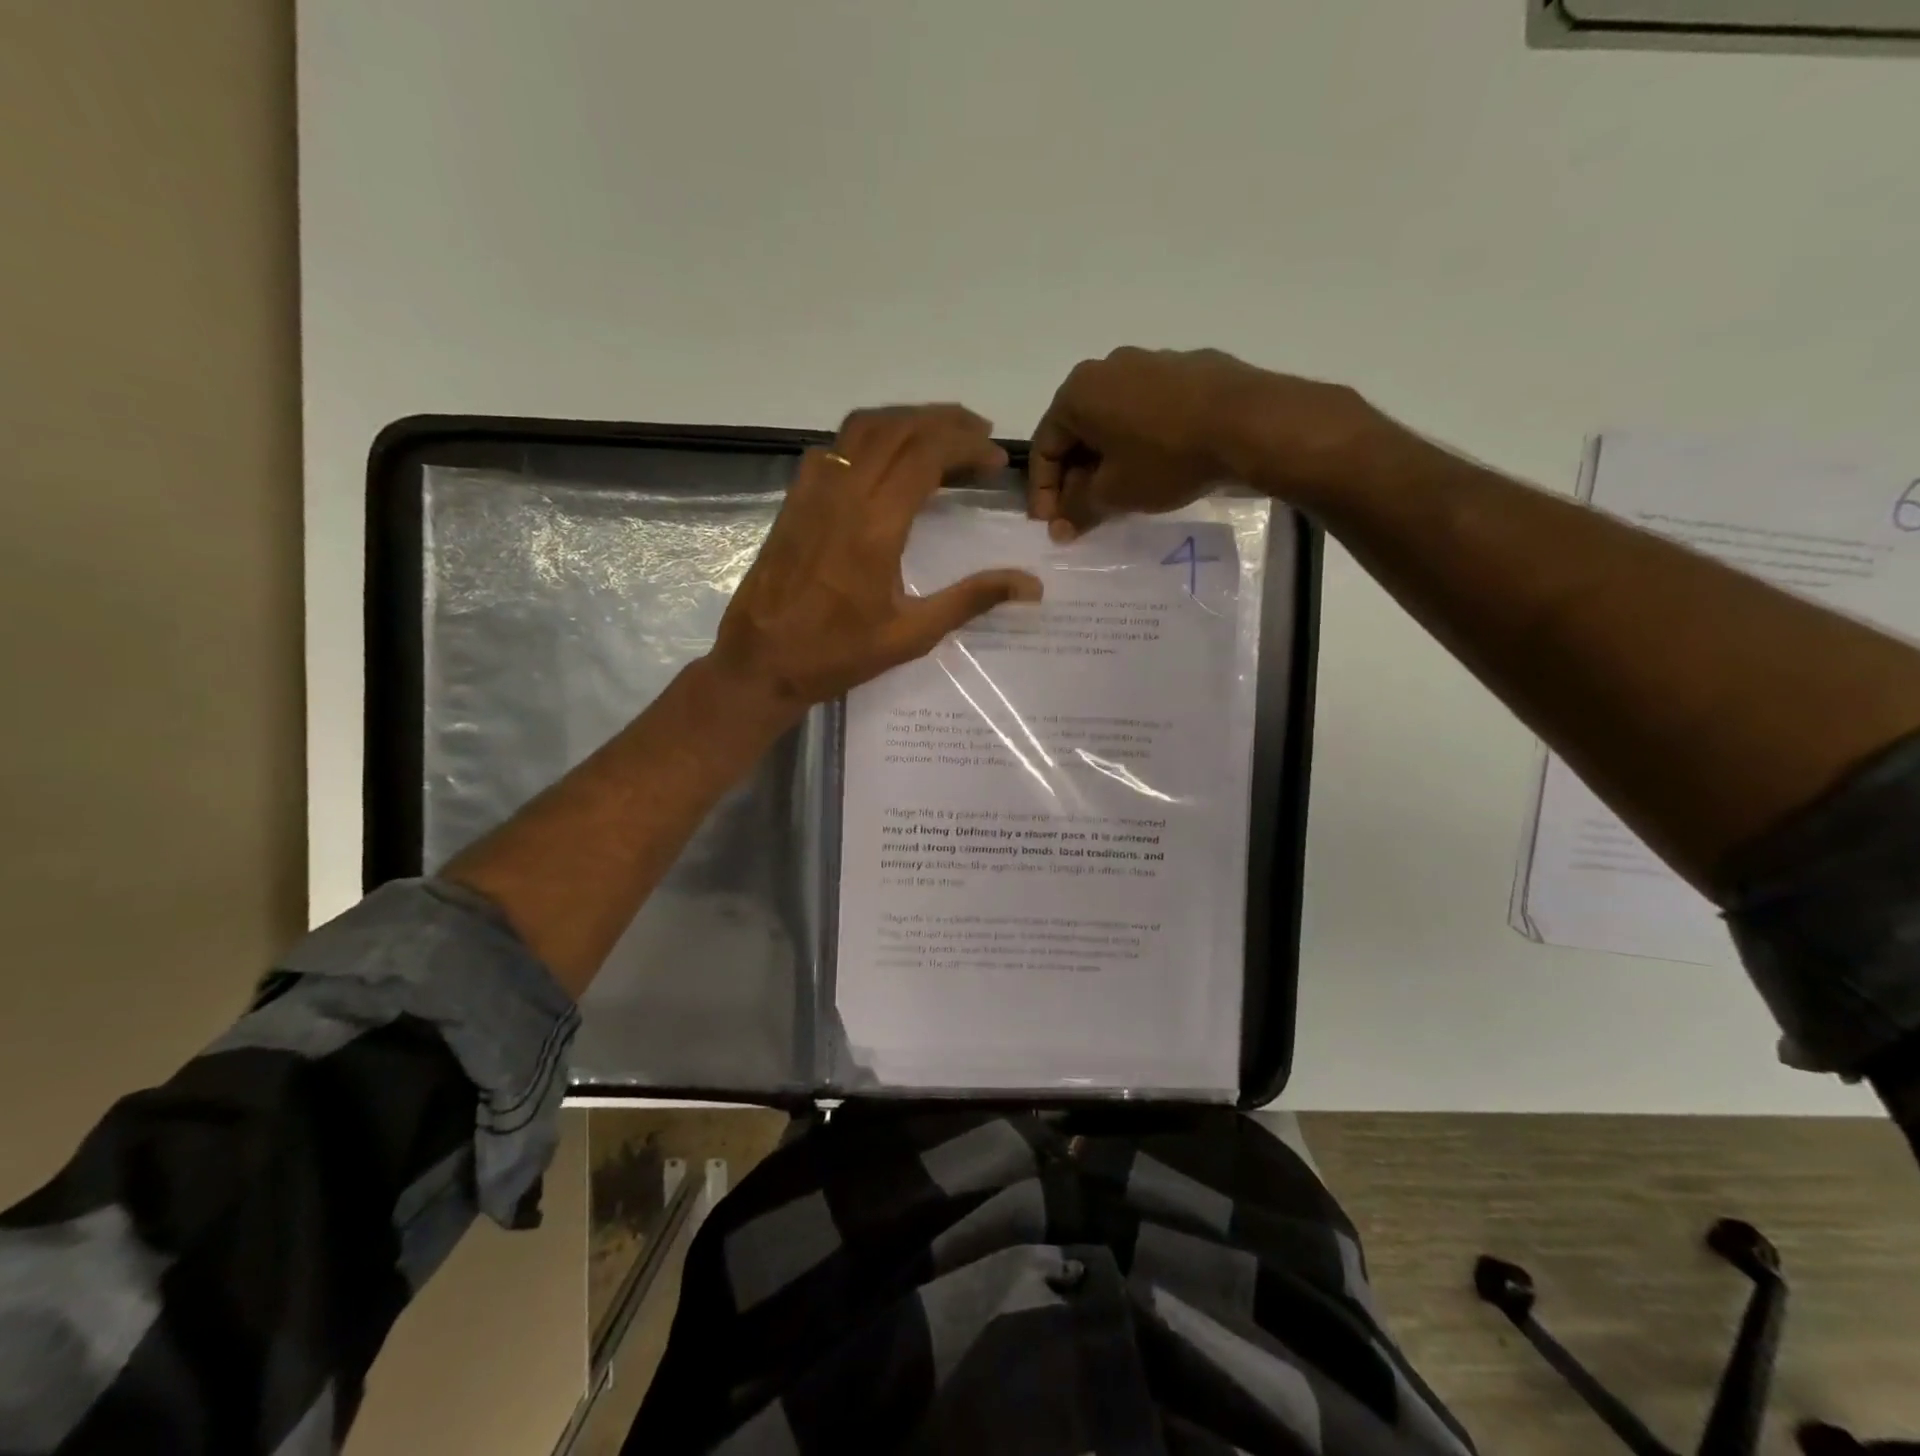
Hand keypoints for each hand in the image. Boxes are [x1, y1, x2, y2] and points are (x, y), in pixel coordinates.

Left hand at [707, 405, 1042, 718]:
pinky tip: (887, 460)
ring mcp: (813, 491)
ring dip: (907, 420)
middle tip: (979, 435)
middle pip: (899, 428)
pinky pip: (837, 446)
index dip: (967, 445)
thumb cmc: (838, 654)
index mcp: (875, 525)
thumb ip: (971, 600)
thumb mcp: (912, 635)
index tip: (996, 458)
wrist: (761, 662)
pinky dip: (871, 437)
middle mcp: (843, 493)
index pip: (927, 454)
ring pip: (864, 428)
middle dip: (944, 421)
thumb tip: (1031, 585)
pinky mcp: (795, 499)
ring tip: (940, 435)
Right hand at [1028, 346, 1373, 537]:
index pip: (1045, 447)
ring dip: (1107, 461)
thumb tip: (1060, 526)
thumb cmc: (1165, 457)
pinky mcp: (1186, 370)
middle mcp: (1107, 367)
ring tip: (1118, 496)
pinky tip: (1154, 468)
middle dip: (1075, 478)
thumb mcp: (1113, 494)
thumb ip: (1077, 509)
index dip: (1044, 493)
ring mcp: (1149, 362)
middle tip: (1082, 515)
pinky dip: (1138, 442)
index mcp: (1078, 392)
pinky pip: (1146, 412)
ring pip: (1113, 421)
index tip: (1052, 526)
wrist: (1248, 422)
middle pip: (1077, 432)